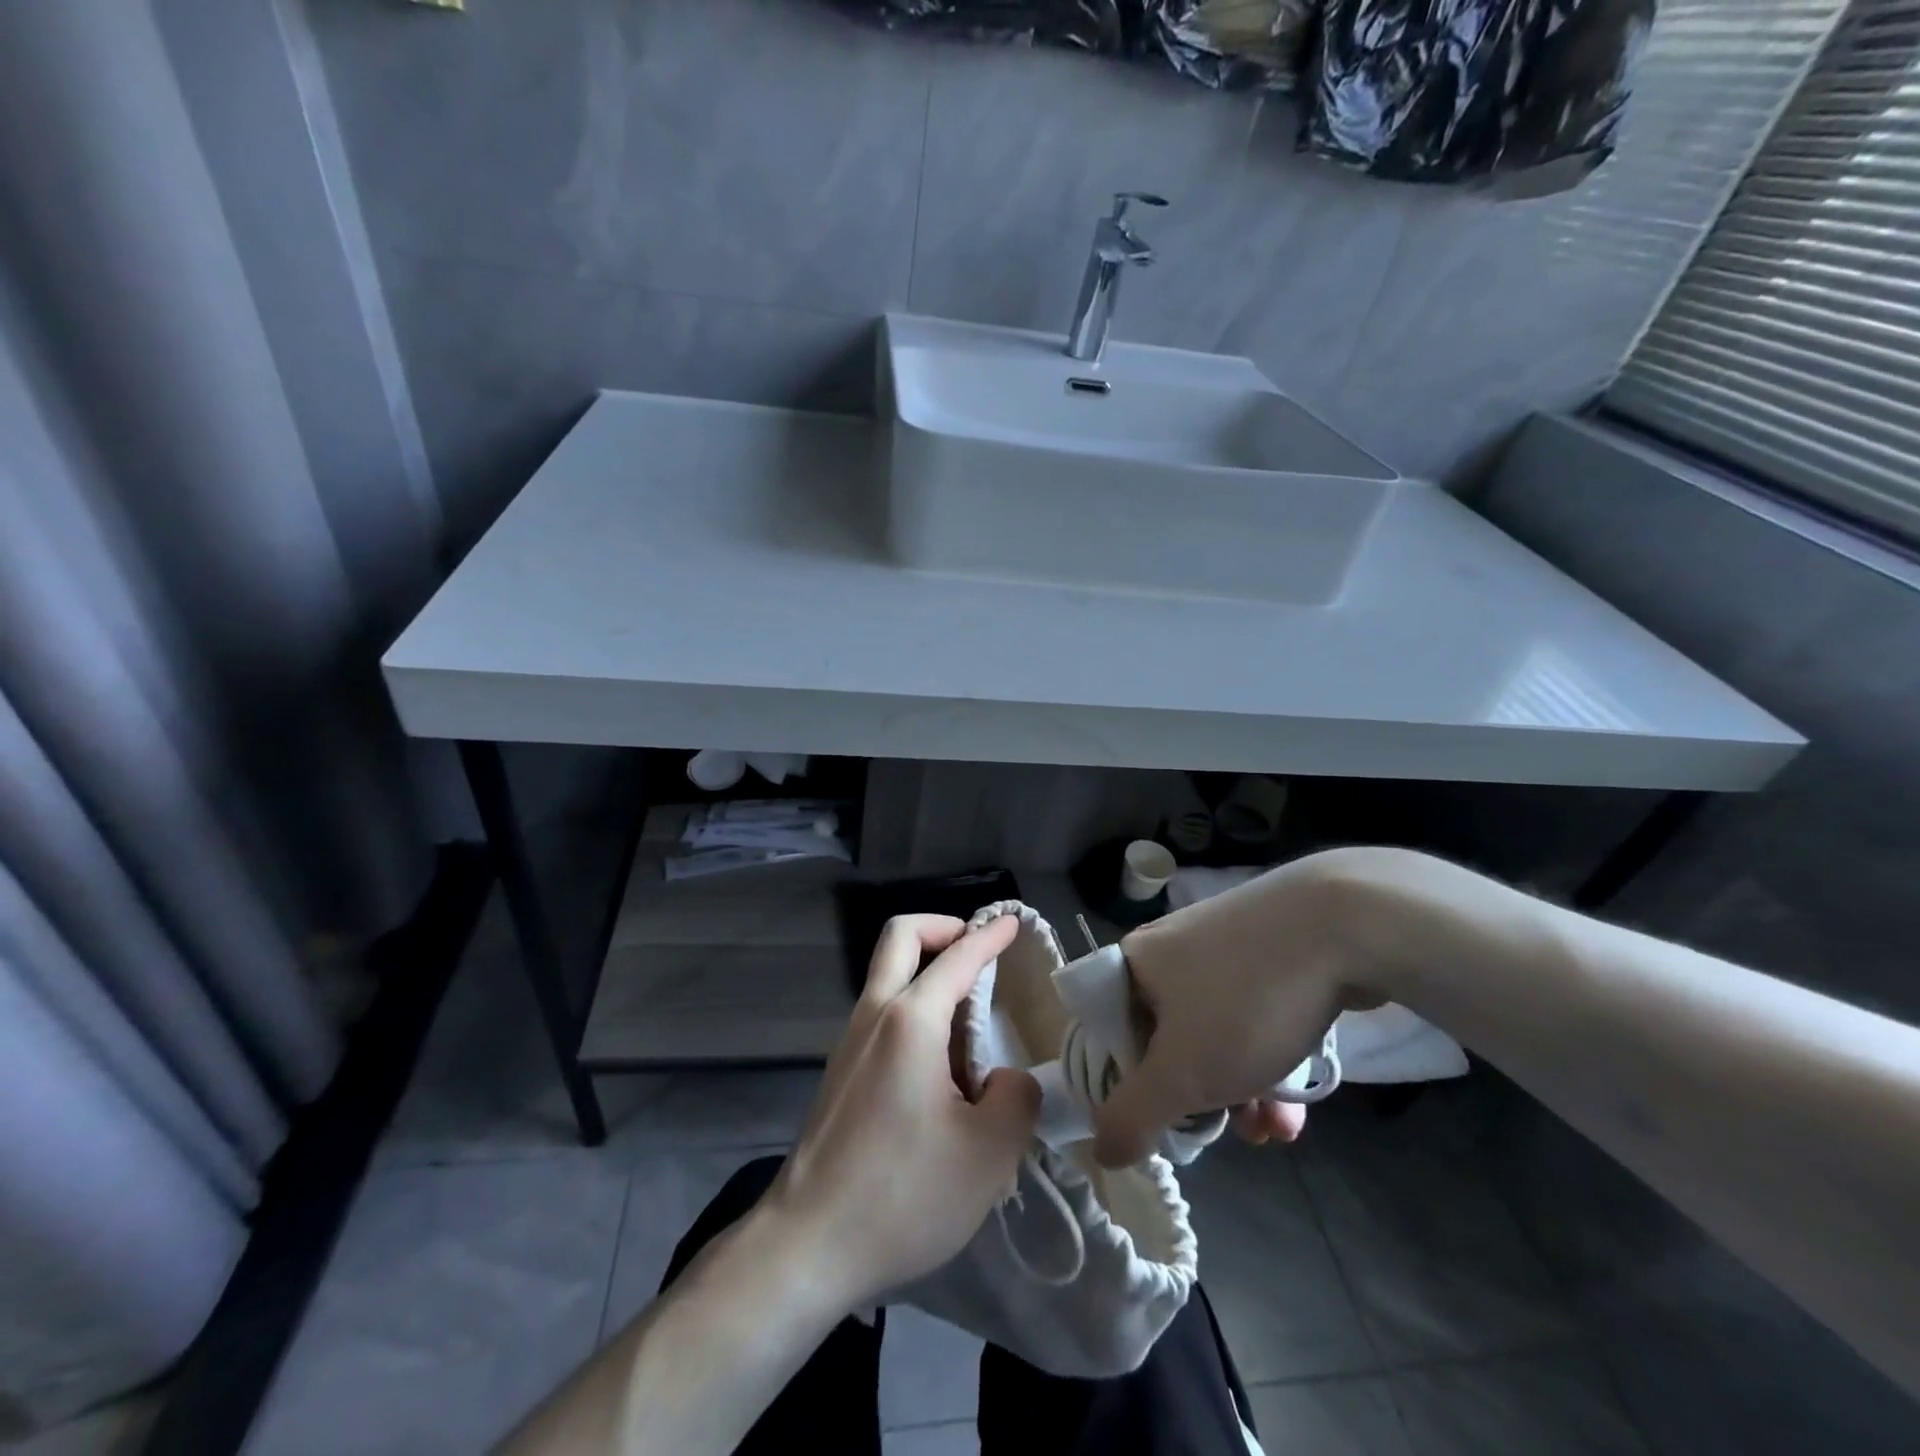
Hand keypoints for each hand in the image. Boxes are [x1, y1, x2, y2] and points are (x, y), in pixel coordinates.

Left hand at [765, 915, 1039, 1311]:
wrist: (807, 1246)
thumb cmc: (903, 1194)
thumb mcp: (988, 1154)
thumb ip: (1016, 1099)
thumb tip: (1007, 1079)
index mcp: (910, 1021)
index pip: (957, 958)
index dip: (988, 936)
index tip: (1011, 922)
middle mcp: (874, 1016)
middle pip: (900, 938)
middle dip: (941, 928)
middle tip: (976, 950)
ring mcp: (849, 1043)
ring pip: (887, 977)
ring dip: (927, 974)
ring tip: (970, 1025)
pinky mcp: (839, 1073)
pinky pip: (881, 1017)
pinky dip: (913, 1011)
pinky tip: (939, 1068)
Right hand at [1093, 849, 1383, 1166]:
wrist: (1343, 923)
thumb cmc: (1244, 999)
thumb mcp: (1182, 1073)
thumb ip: (1133, 1116)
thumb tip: (1101, 1151)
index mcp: (1132, 964)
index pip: (1106, 1032)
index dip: (1125, 1085)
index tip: (1159, 1124)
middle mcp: (1169, 950)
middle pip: (1164, 1039)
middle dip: (1196, 1098)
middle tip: (1224, 1132)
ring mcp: (1221, 947)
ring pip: (1214, 1034)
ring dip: (1238, 1090)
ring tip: (1274, 1130)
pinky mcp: (1267, 951)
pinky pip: (1251, 1015)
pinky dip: (1266, 1059)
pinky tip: (1298, 1104)